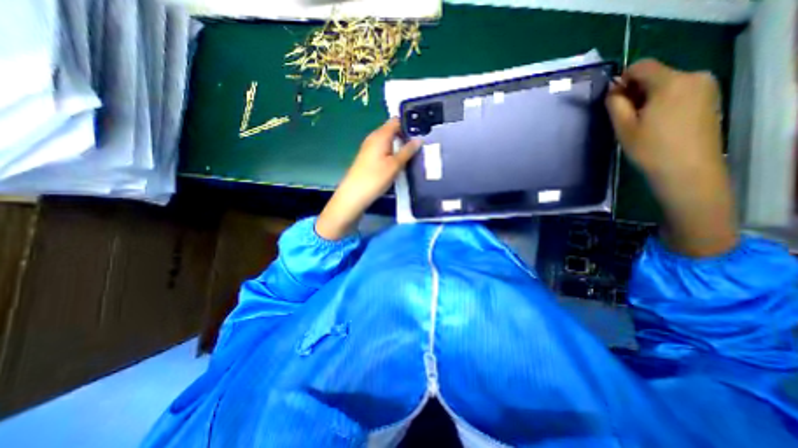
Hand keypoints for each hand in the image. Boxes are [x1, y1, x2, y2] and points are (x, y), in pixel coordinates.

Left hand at [315, 117, 418, 239]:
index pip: (396, 121)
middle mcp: (373, 137)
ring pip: (388, 140)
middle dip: (405, 134)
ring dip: (399, 144)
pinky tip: (399, 160)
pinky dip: (392, 151)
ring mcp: (369, 147)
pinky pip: (383, 148)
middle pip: (392, 130)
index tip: (422, 129)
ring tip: (413, 151)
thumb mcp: (395, 165)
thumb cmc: (375, 178)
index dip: (409, 123)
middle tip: (420, 143)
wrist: (354, 194)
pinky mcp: (368, 157)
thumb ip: (407, 151)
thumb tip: (419, 139)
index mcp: (380, 135)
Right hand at [609, 60, 737, 256]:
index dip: (623, 79)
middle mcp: (693, 77)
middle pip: (656, 74)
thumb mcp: (624, 127)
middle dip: (636, 90)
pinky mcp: (710, 99)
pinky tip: (657, 123)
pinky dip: (663, 102)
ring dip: (648, 97)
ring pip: (667, 84)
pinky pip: (679, 92)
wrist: (688, 170)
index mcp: (671, 82)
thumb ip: (615, 104)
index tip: (613, 100)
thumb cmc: (650, 148)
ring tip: (640, 123)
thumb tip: (613, 90)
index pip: (642, 66)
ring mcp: (706, 87)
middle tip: (624, 116)